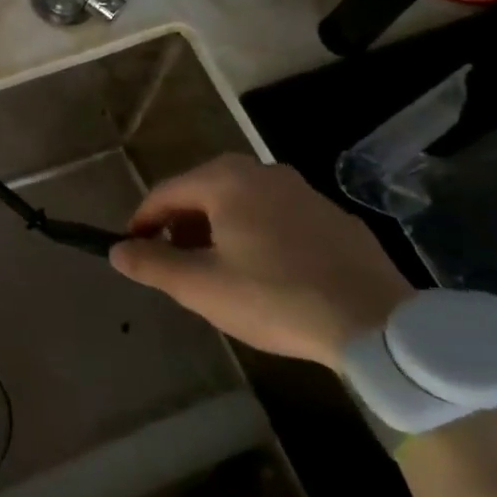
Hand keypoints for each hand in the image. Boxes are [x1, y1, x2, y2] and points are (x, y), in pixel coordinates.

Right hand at [109, 154, 411, 367]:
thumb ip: (152, 264)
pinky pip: (276, 216)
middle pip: (203, 192)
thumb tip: (117, 250)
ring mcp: (304, 192)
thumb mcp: (200, 287)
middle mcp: (263, 172)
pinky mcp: (334, 217)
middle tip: (175, 262)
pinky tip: (266, 273)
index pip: (165, 193)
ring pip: (241, 202)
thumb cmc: (275, 298)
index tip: (133, 250)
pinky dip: (256, 234)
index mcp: (226, 181)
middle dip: (181, 225)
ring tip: (217, 270)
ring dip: (217, 229)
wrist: (379, 324)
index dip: (142, 222)